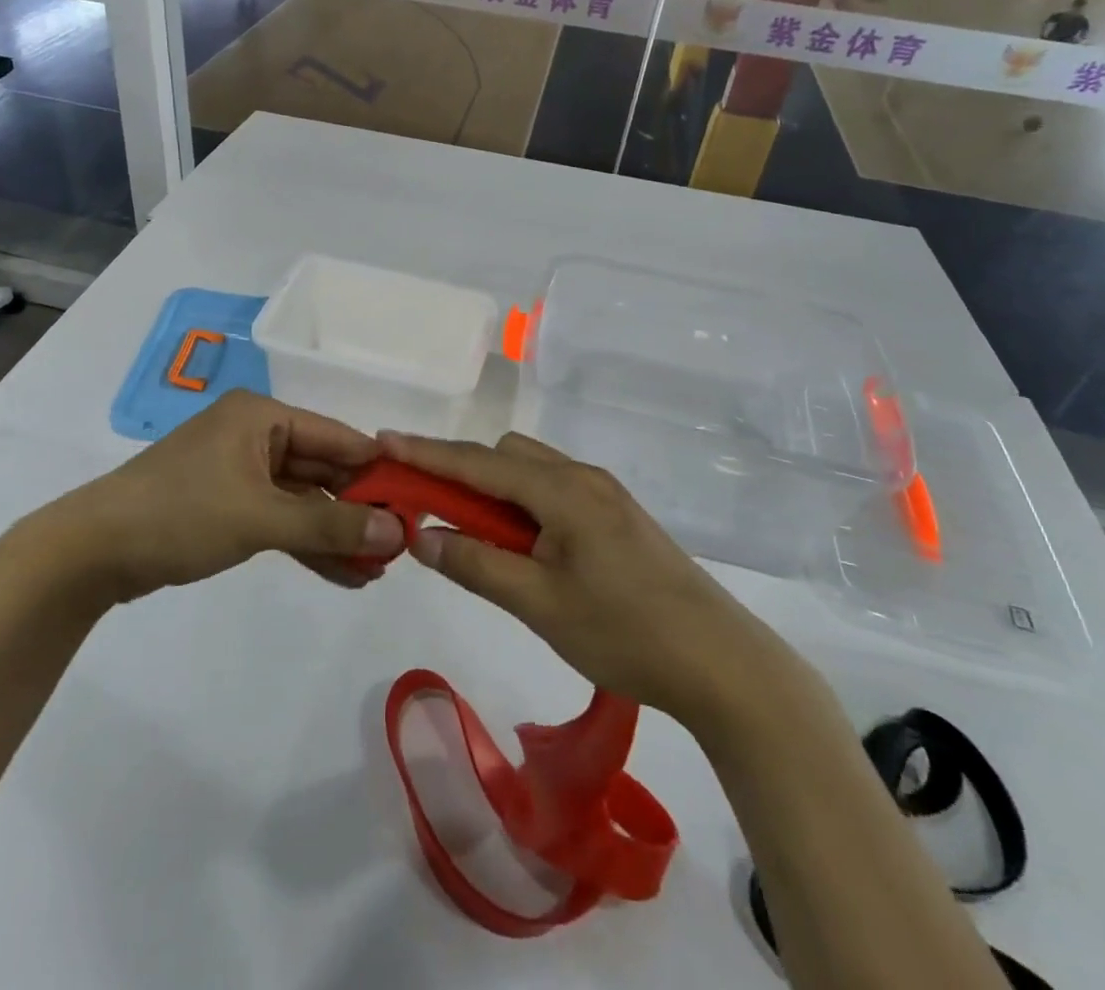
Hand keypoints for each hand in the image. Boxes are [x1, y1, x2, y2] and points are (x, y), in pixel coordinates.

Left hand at [47, 391, 401, 601]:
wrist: (91, 552)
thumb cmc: (180, 514)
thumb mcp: (260, 518)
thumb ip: (330, 527)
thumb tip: (398, 532)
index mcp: (262, 416)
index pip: (337, 438)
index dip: (377, 470)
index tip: (416, 503)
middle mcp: (255, 435)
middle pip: (322, 470)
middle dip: (358, 510)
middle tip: (400, 546)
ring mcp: (240, 471)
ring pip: (303, 501)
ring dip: (336, 534)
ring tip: (378, 570)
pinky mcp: (228, 505)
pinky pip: (280, 519)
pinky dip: (306, 544)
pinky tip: (343, 574)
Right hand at [380, 431, 782, 718]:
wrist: (721, 662)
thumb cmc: (624, 633)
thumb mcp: (539, 603)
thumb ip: (475, 564)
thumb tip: (421, 535)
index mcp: (562, 489)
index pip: (478, 461)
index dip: (427, 453)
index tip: (383, 442)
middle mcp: (582, 477)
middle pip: (505, 455)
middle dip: (461, 473)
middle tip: (430, 513)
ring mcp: (604, 493)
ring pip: (531, 470)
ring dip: (494, 490)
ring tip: (476, 537)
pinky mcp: (617, 515)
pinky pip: (553, 490)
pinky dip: (523, 504)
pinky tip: (523, 546)